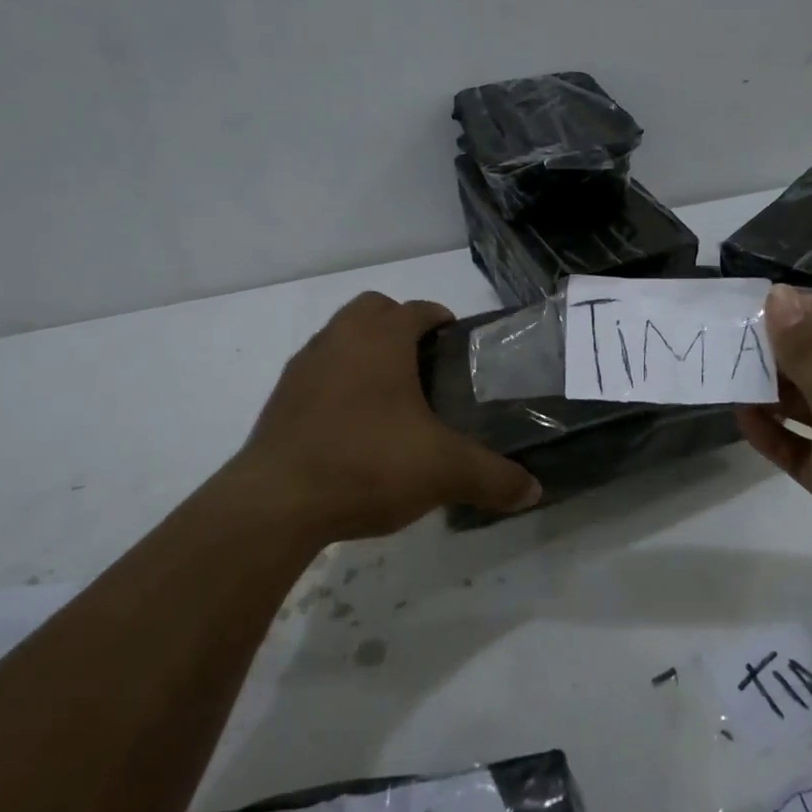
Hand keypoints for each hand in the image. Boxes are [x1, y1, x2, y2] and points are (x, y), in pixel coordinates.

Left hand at [227, 292, 540, 546]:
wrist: (277, 502)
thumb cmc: (369, 464)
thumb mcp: (445, 472)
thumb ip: (495, 478)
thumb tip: (534, 491)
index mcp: (381, 339)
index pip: (418, 309)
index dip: (441, 320)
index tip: (458, 345)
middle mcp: (340, 339)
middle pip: (373, 310)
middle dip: (399, 325)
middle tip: (425, 366)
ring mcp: (304, 367)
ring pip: (340, 338)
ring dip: (365, 352)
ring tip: (390, 397)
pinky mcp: (280, 399)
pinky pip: (317, 372)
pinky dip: (338, 383)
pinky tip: (353, 426)